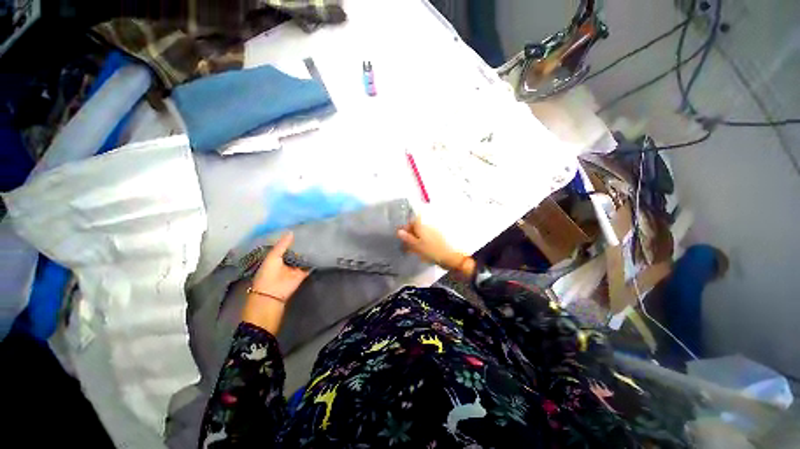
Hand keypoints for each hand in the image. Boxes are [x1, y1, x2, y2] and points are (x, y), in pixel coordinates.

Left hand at [242, 232, 308, 332]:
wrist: (272, 293)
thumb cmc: (268, 273)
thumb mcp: (273, 256)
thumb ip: (282, 245)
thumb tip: (291, 232)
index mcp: (276, 257)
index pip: (285, 245)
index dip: (291, 239)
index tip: (300, 229)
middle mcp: (286, 261)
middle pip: (295, 251)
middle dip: (301, 244)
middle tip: (312, 233)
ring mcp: (294, 267)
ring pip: (303, 257)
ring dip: (308, 252)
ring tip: (318, 240)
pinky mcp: (302, 273)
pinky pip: (309, 266)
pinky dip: (313, 261)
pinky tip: (320, 252)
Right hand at [397, 217, 474, 276]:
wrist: (454, 258)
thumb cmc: (433, 251)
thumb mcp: (416, 246)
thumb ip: (407, 238)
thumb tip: (398, 231)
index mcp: (421, 224)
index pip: (409, 223)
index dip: (404, 231)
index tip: (400, 240)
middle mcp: (428, 224)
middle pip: (415, 227)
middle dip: (410, 235)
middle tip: (406, 247)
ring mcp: (435, 229)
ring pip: (422, 232)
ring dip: (416, 239)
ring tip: (414, 250)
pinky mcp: (440, 236)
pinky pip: (428, 237)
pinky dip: (424, 242)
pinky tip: (423, 250)